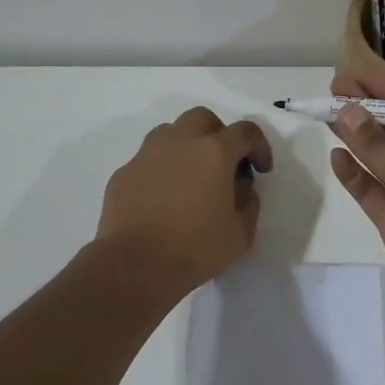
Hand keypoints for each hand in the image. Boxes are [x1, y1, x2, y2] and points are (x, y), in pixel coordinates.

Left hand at [96, 107, 272, 299]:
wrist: (135, 266)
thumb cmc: (195, 249)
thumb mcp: (241, 233)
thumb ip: (248, 203)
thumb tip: (240, 187)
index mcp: (214, 152)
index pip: (245, 132)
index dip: (259, 146)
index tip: (261, 170)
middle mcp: (179, 143)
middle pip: (202, 118)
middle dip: (218, 134)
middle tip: (223, 164)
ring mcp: (146, 155)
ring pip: (170, 132)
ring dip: (186, 146)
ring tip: (190, 177)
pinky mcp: (123, 173)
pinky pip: (147, 160)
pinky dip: (160, 170)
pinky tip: (162, 199)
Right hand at [326, 67, 384, 339]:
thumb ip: (381, 149)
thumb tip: (346, 110)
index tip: (355, 74)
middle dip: (369, 111)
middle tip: (334, 88)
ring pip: (384, 158)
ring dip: (358, 138)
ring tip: (326, 113)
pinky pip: (374, 190)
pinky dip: (356, 175)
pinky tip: (336, 157)